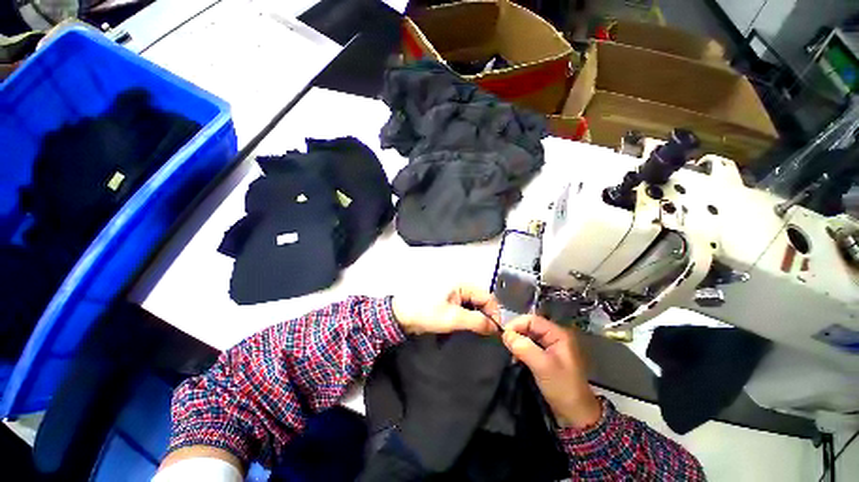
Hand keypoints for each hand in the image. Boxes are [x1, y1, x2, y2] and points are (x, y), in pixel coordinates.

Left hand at [392, 285, 500, 335]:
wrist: (401, 316)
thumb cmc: (425, 312)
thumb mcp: (453, 318)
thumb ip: (476, 321)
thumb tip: (493, 327)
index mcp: (461, 284)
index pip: (486, 296)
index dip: (494, 312)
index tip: (495, 330)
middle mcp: (459, 286)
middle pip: (480, 300)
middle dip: (486, 315)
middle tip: (486, 333)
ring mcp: (452, 293)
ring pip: (472, 305)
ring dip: (476, 317)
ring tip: (477, 332)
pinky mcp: (447, 300)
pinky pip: (463, 307)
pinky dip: (467, 317)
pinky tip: (466, 327)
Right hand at [502, 315, 601, 428]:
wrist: (576, 416)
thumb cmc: (563, 388)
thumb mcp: (543, 366)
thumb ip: (524, 347)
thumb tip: (505, 334)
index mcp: (558, 334)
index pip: (532, 320)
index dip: (516, 325)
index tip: (504, 336)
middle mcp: (554, 336)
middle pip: (529, 326)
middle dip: (516, 334)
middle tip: (506, 346)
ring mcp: (551, 347)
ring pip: (528, 336)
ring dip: (517, 343)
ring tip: (511, 354)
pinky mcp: (546, 357)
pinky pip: (529, 346)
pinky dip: (521, 350)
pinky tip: (516, 359)